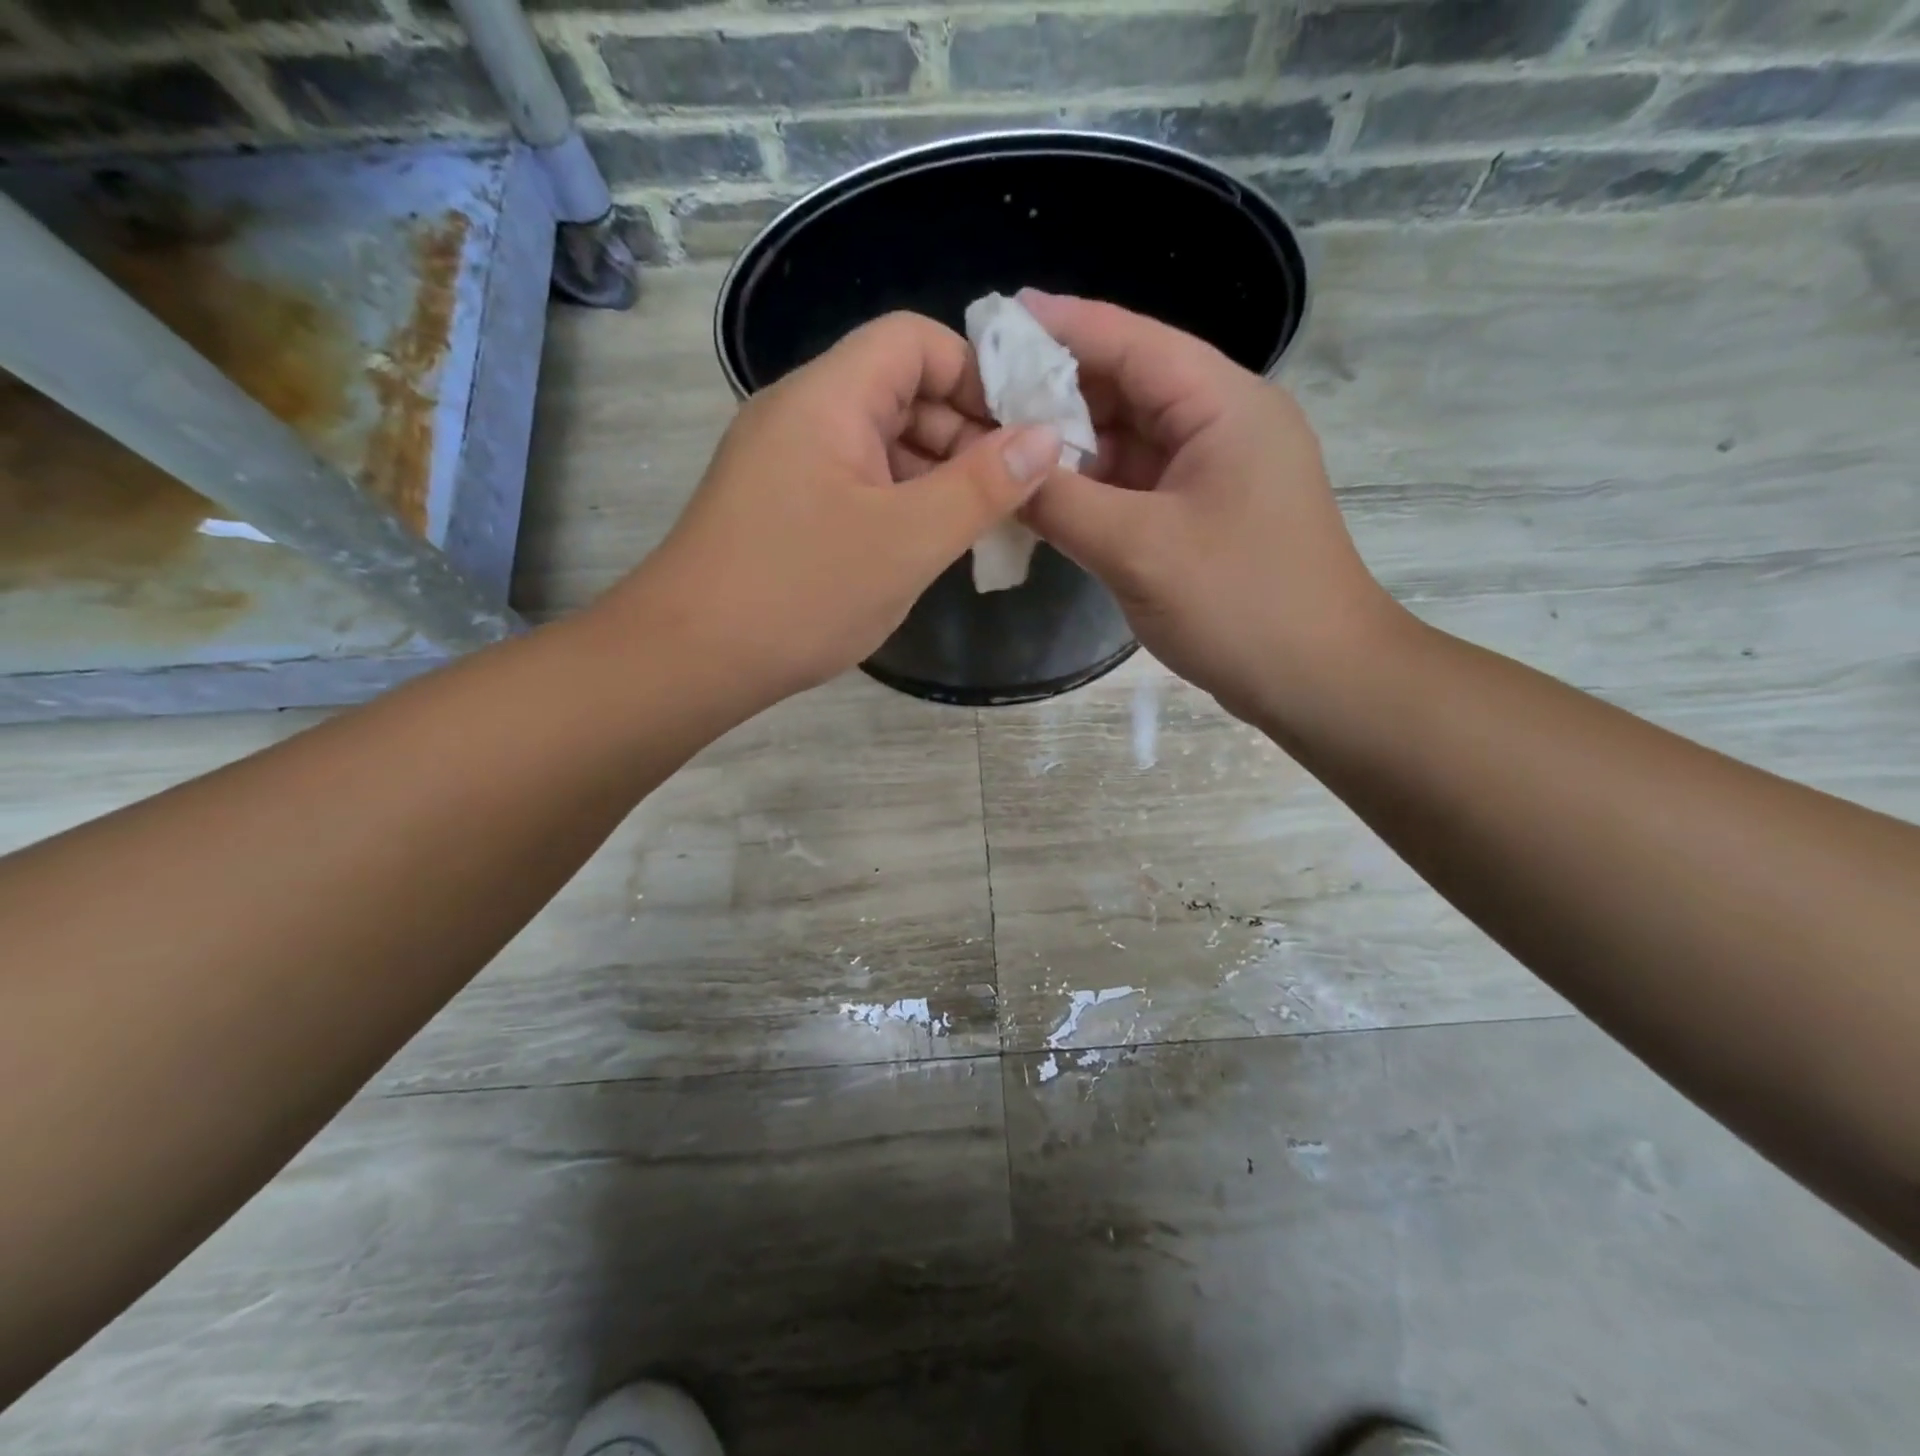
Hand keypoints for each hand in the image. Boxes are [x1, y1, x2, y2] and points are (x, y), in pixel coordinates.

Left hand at [600, 312, 1060, 708]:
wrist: (688, 659)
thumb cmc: (802, 593)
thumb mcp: (908, 541)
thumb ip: (982, 486)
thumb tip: (1045, 437)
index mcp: (828, 397)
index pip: (914, 340)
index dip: (975, 374)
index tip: (1021, 431)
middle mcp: (801, 414)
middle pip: (898, 391)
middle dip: (962, 433)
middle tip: (1010, 492)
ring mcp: (785, 462)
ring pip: (877, 444)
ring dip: (933, 475)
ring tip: (977, 526)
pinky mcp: (779, 506)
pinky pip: (853, 483)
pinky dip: (897, 503)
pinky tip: (923, 546)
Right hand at [1018, 290, 1398, 723]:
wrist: (1318, 680)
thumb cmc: (1240, 604)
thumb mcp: (1138, 549)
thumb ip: (1060, 502)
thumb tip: (997, 469)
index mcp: (1223, 406)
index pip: (1134, 342)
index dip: (1063, 326)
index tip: (997, 317)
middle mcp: (1221, 425)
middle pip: (1128, 387)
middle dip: (1055, 391)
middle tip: (980, 393)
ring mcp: (1213, 474)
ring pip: (1128, 441)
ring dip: (1069, 445)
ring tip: (996, 443)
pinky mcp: (1202, 516)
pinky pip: (1135, 486)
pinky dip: (1090, 488)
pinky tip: (1041, 494)